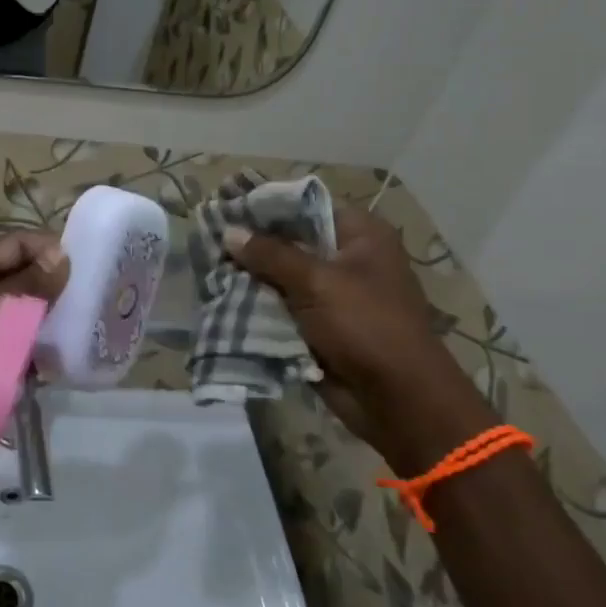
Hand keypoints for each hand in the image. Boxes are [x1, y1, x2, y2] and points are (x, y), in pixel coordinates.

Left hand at [0, 232, 70, 454]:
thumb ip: (24, 285)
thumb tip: (63, 256)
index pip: (17, 244)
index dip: (50, 251)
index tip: (89, 269)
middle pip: (22, 278)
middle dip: (53, 291)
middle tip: (91, 306)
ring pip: (22, 315)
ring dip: (45, 326)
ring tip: (79, 337)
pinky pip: (13, 346)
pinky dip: (32, 353)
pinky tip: (55, 365)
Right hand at [225, 206, 492, 473]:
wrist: (398, 400)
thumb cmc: (366, 326)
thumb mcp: (317, 282)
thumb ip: (270, 254)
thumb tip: (228, 232)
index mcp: (361, 235)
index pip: (305, 206)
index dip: (266, 205)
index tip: (226, 206)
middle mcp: (348, 258)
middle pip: (291, 241)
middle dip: (252, 244)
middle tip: (209, 240)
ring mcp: (334, 294)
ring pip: (282, 276)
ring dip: (251, 278)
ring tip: (208, 268)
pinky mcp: (320, 325)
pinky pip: (282, 307)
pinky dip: (258, 305)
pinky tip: (223, 297)